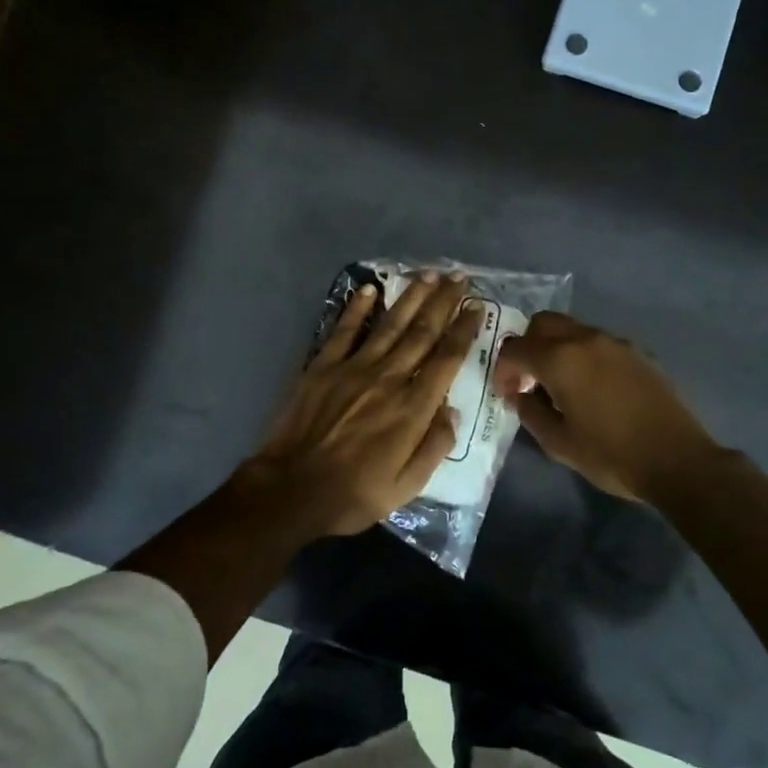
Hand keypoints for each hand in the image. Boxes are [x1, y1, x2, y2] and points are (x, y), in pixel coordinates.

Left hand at [247, 272, 479, 535]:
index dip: (464, 330)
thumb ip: (434, 446)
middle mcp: (389, 378)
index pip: (446, 359)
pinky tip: (370, 288)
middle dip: (444, 302)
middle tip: (459, 277)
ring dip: (412, 297)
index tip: (476, 307)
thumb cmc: (354, 493)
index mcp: (413, 408)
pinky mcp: (323, 366)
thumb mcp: (407, 486)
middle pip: (422, 332)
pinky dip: (357, 308)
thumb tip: (451, 410)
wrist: (291, 490)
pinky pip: (344, 330)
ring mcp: (353, 368)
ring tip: (429, 274)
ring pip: (390, 324)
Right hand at [493, 312, 724, 502]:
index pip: (516, 348)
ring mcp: (615, 343)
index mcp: (561, 359)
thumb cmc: (611, 455)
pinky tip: (592, 388)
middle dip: (528, 345)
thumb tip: (519, 396)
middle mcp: (586, 340)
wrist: (676, 459)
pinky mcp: (638, 352)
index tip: (507, 393)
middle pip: (544, 323)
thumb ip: (530, 413)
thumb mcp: (559, 443)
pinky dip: (583, 354)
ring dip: (557, 348)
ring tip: (560, 385)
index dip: (503, 369)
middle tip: (528, 379)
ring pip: (573, 329)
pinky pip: (598, 343)